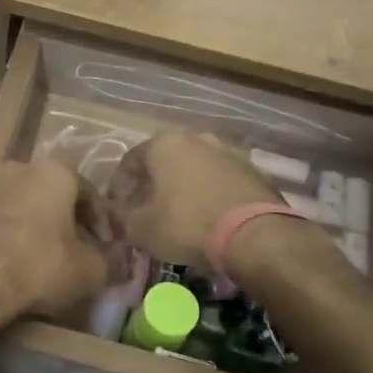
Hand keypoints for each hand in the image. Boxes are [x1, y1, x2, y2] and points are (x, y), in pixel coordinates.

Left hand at [0, 159, 118, 326]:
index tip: (106, 247)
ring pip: (21, 206)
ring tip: (43, 259)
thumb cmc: (39, 266)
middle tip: (76, 252)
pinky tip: (12, 263)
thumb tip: (119, 261)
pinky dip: (7, 236)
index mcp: (54, 171)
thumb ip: (110, 262)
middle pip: (52, 195)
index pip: (89, 192)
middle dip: (66, 221)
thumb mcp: (90, 271)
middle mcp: (18, 168)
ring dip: (35, 227)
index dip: (102, 222)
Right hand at [106, 133, 279, 268]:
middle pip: (165, 161)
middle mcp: (197, 138)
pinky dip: (209, 195)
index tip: (117, 207)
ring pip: (195, 169)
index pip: (130, 161)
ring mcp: (229, 152)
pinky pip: (220, 181)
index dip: (119, 186)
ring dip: (183, 188)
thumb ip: (124, 218)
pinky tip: (207, 218)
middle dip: (153, 184)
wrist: (255, 234)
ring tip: (178, 215)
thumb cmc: (188, 224)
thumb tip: (121, 216)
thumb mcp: (142, 229)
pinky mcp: (253, 172)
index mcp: (164, 144)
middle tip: (145, 209)